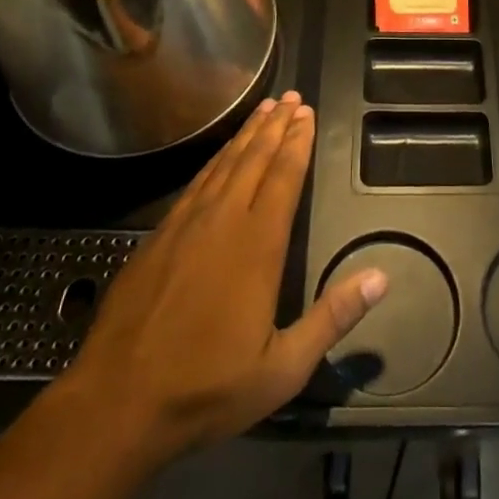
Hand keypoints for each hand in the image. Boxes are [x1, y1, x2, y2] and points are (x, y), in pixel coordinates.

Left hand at [62, 92, 386, 475]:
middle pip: (255, 158)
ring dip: (247, 133)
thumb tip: (381, 277)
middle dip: (276, 125)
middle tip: (291, 97)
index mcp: (258, 245)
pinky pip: (197, 181)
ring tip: (264, 109)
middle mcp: (224, 220)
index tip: (308, 113)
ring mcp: (187, 223)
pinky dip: (216, 159)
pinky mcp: (160, 234)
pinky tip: (222, 153)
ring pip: (225, 163)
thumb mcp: (282, 368)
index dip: (297, 142)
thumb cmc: (207, 387)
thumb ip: (332, 318)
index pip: (284, 177)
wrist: (117, 401)